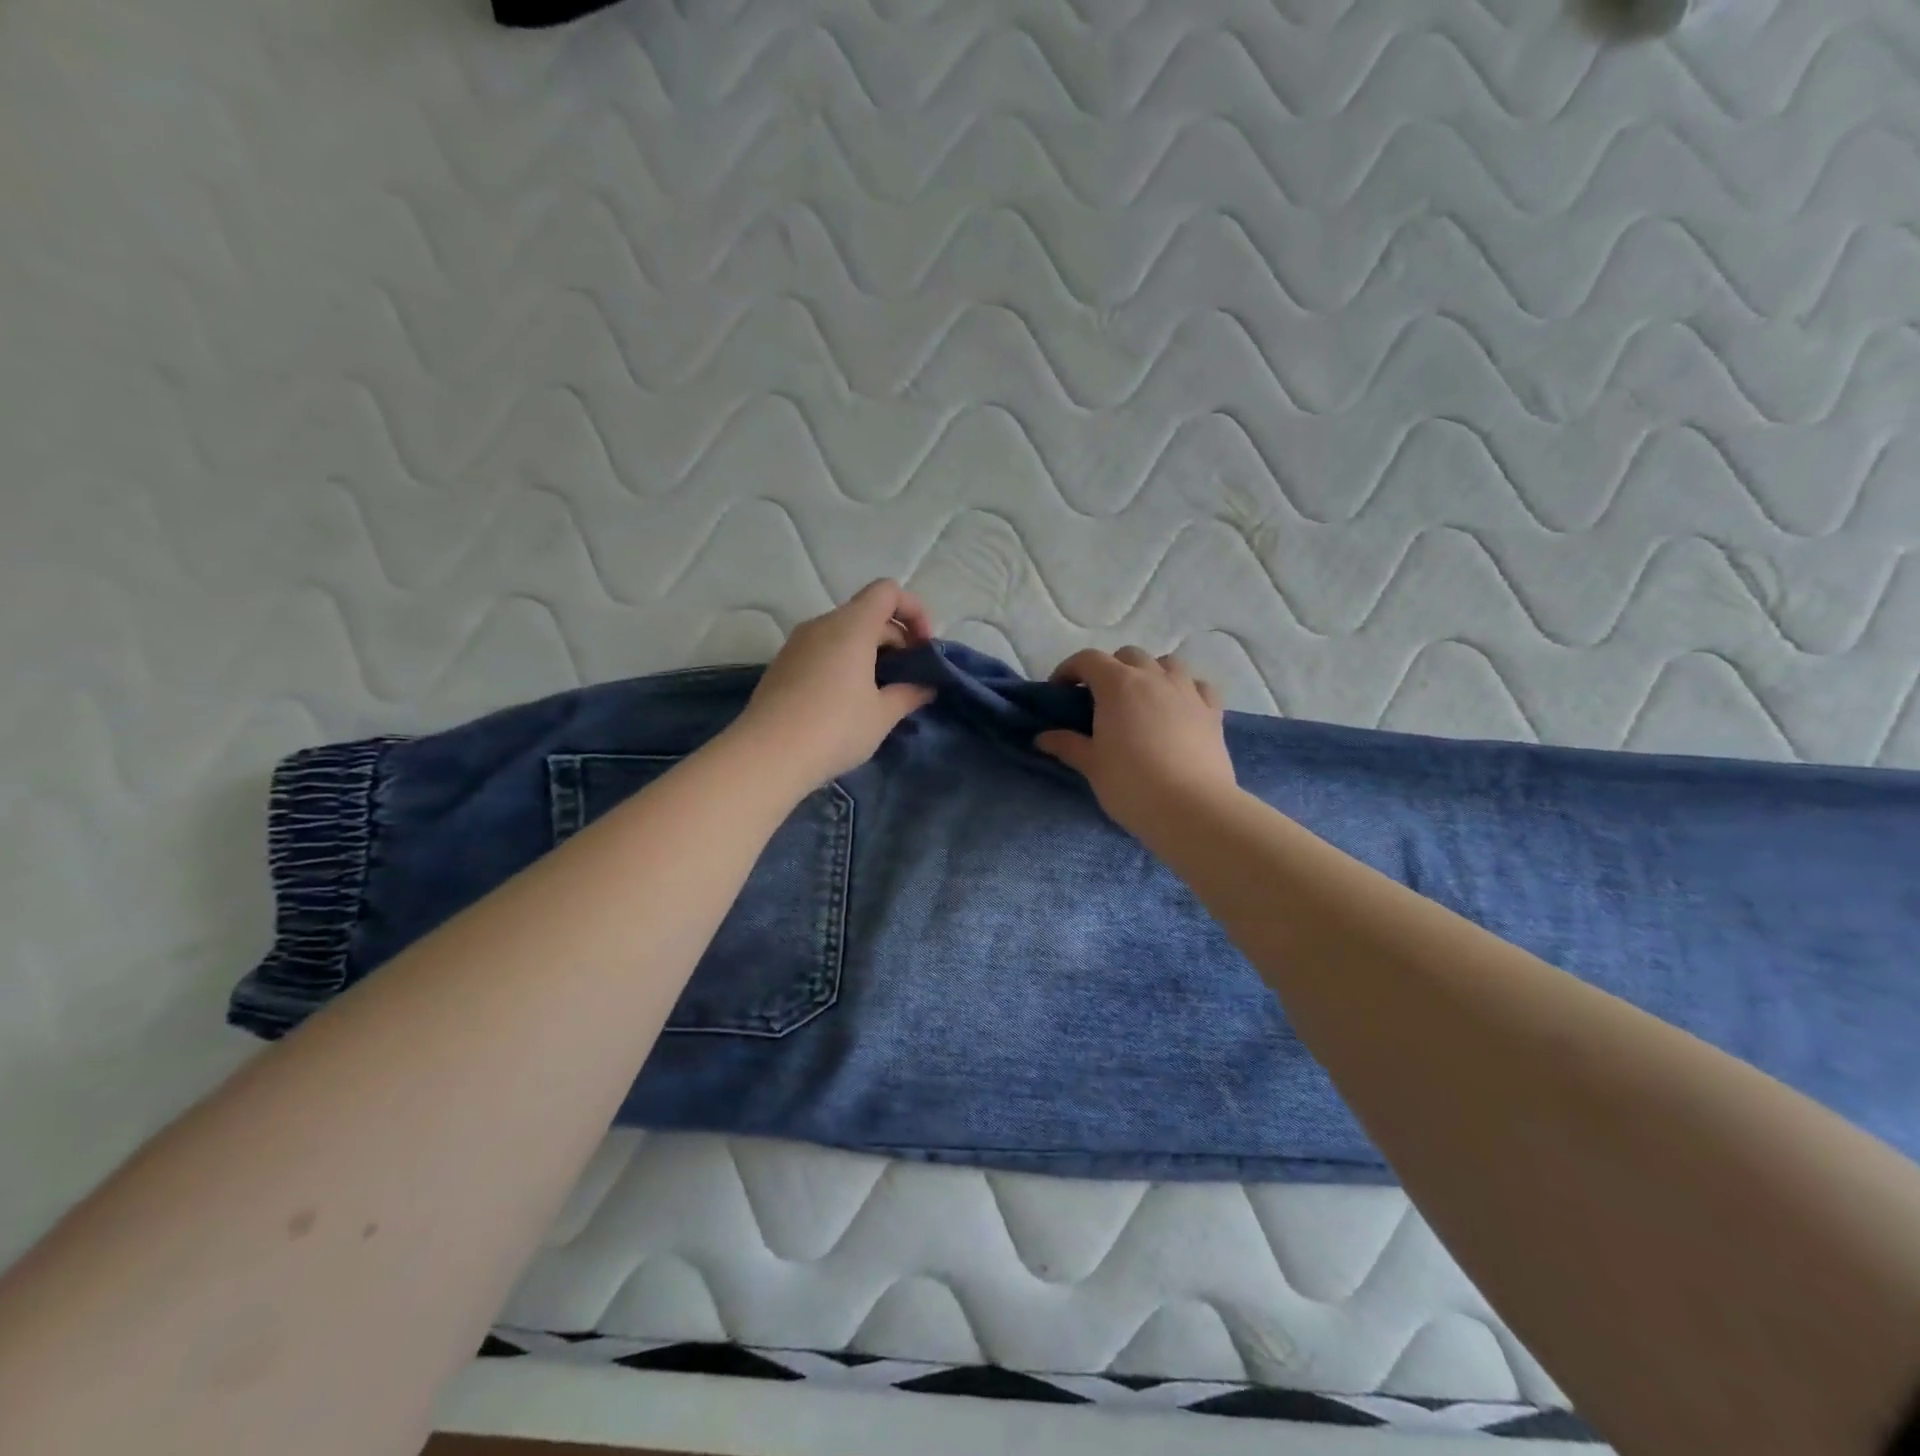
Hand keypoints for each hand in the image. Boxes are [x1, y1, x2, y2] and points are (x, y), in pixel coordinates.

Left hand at [729, 580, 936, 789]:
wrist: (767, 756)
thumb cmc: (835, 728)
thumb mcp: (882, 715)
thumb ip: (909, 694)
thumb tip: (925, 687)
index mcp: (851, 626)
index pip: (887, 591)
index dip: (914, 610)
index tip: (923, 648)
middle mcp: (822, 624)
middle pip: (867, 613)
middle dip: (896, 638)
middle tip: (909, 678)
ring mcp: (798, 643)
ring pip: (843, 633)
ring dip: (870, 652)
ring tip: (881, 692)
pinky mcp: (783, 664)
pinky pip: (823, 650)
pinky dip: (844, 662)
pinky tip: (848, 701)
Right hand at [1036, 647, 1236, 834]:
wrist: (1191, 808)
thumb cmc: (1131, 784)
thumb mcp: (1092, 766)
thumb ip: (1068, 745)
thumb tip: (1043, 738)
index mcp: (1118, 685)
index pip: (1088, 659)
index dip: (1069, 669)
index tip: (1059, 691)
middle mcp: (1153, 677)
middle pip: (1128, 656)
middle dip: (1110, 669)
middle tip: (1099, 699)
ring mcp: (1187, 691)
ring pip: (1167, 663)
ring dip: (1149, 673)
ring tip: (1141, 699)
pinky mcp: (1212, 711)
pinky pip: (1197, 686)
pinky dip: (1184, 689)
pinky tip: (1178, 708)